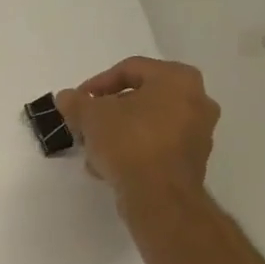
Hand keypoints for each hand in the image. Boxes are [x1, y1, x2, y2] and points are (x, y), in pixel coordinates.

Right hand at [56, 57, 220, 206]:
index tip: (76, 102)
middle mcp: (196, 99)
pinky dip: (133, 151)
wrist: (159, 194)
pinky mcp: (192, 160)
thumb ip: (76, 102)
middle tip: (84, 125)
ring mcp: (198, 131)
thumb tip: (66, 97)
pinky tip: (109, 167)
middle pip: (140, 97)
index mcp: (177, 78)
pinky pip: (156, 146)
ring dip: (118, 133)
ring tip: (93, 150)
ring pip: (147, 123)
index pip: (130, 69)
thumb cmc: (129, 142)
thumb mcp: (91, 117)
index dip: (96, 84)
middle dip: (107, 112)